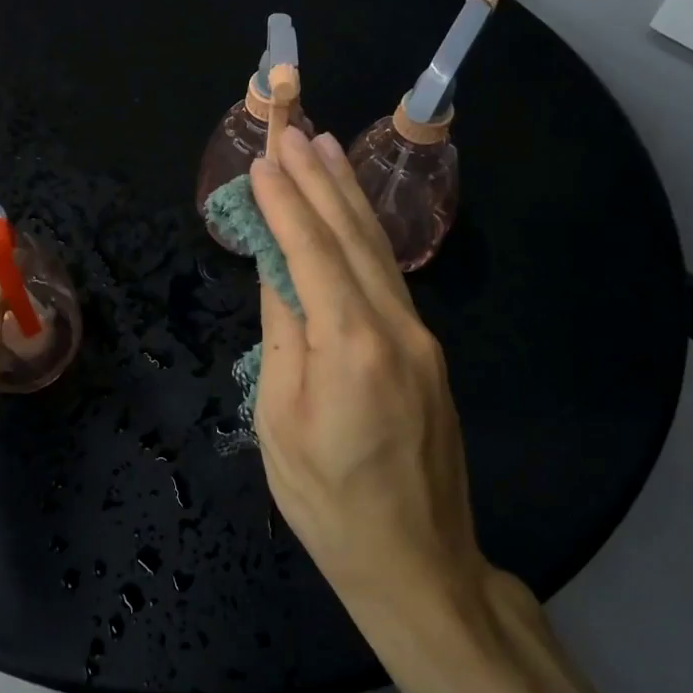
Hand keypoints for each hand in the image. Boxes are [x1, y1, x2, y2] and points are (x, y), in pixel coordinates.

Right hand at [250, 126, 483, 616]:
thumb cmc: (328, 502)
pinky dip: (365, 237)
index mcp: (349, 345)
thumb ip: (281, 337)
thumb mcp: (279, 421)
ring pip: (377, 252)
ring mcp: (420, 339)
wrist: (417, 562)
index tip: (264, 158)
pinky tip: (352, 216)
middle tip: (296, 131)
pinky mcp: (427, 353)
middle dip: (320, 180)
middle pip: (351, 237)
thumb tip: (277, 274)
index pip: (310, 252)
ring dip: (348, 197)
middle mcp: (394, 328)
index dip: (285, 201)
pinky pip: (388, 279)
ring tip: (326, 149)